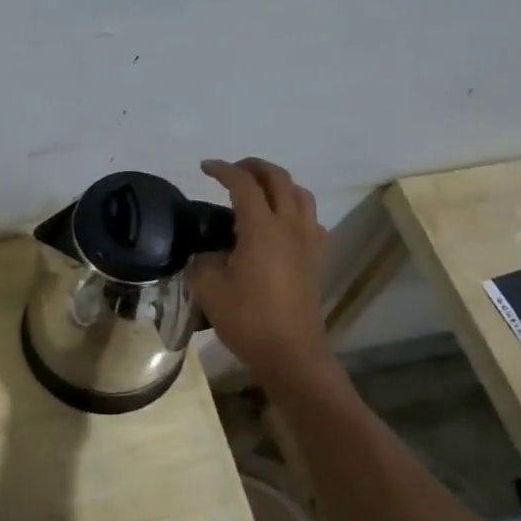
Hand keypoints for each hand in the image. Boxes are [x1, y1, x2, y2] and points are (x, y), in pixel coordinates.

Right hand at [189, 158, 330, 383]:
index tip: (205, 167)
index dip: (223, 170)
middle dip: (254, 167)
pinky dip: (295, 210)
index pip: (243, 184)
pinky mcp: (317, 258)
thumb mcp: (209, 290)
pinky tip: (282, 225)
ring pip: (300, 194)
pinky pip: (311, 220)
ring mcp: (309, 241)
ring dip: (279, 184)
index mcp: (261, 228)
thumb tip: (207, 256)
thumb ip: (203, 263)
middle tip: (233, 171)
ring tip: (259, 192)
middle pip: (278, 178)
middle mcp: (290, 226)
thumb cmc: (248, 320)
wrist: (291, 353)